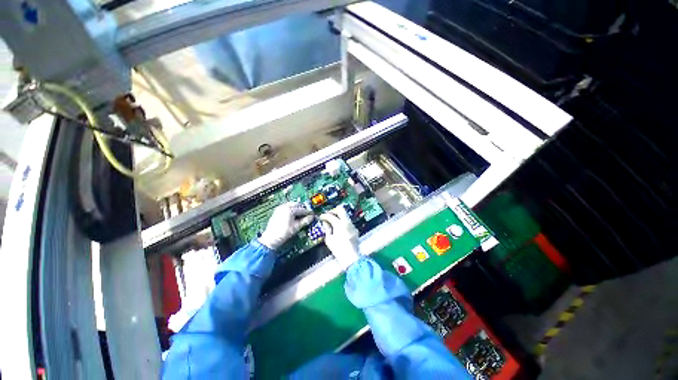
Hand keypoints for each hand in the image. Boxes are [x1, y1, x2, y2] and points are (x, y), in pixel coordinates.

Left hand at [258, 202, 313, 249]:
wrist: (270, 239)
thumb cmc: (284, 233)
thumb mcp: (296, 227)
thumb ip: (305, 221)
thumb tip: (311, 217)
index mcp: (290, 210)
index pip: (302, 209)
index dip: (308, 212)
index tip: (312, 214)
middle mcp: (284, 207)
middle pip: (297, 204)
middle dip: (302, 209)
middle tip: (307, 214)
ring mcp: (280, 208)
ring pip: (291, 205)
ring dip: (297, 208)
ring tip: (300, 215)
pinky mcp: (277, 211)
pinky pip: (286, 207)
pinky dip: (291, 209)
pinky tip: (293, 215)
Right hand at [319, 206, 360, 270]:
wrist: (351, 257)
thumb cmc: (338, 249)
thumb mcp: (329, 239)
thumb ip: (327, 228)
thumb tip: (325, 222)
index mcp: (340, 224)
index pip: (330, 215)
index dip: (324, 216)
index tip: (321, 217)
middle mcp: (347, 222)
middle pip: (341, 209)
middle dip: (334, 211)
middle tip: (328, 216)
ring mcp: (352, 225)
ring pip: (345, 215)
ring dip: (339, 216)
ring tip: (333, 222)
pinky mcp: (355, 230)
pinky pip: (348, 222)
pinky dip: (343, 222)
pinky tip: (339, 228)